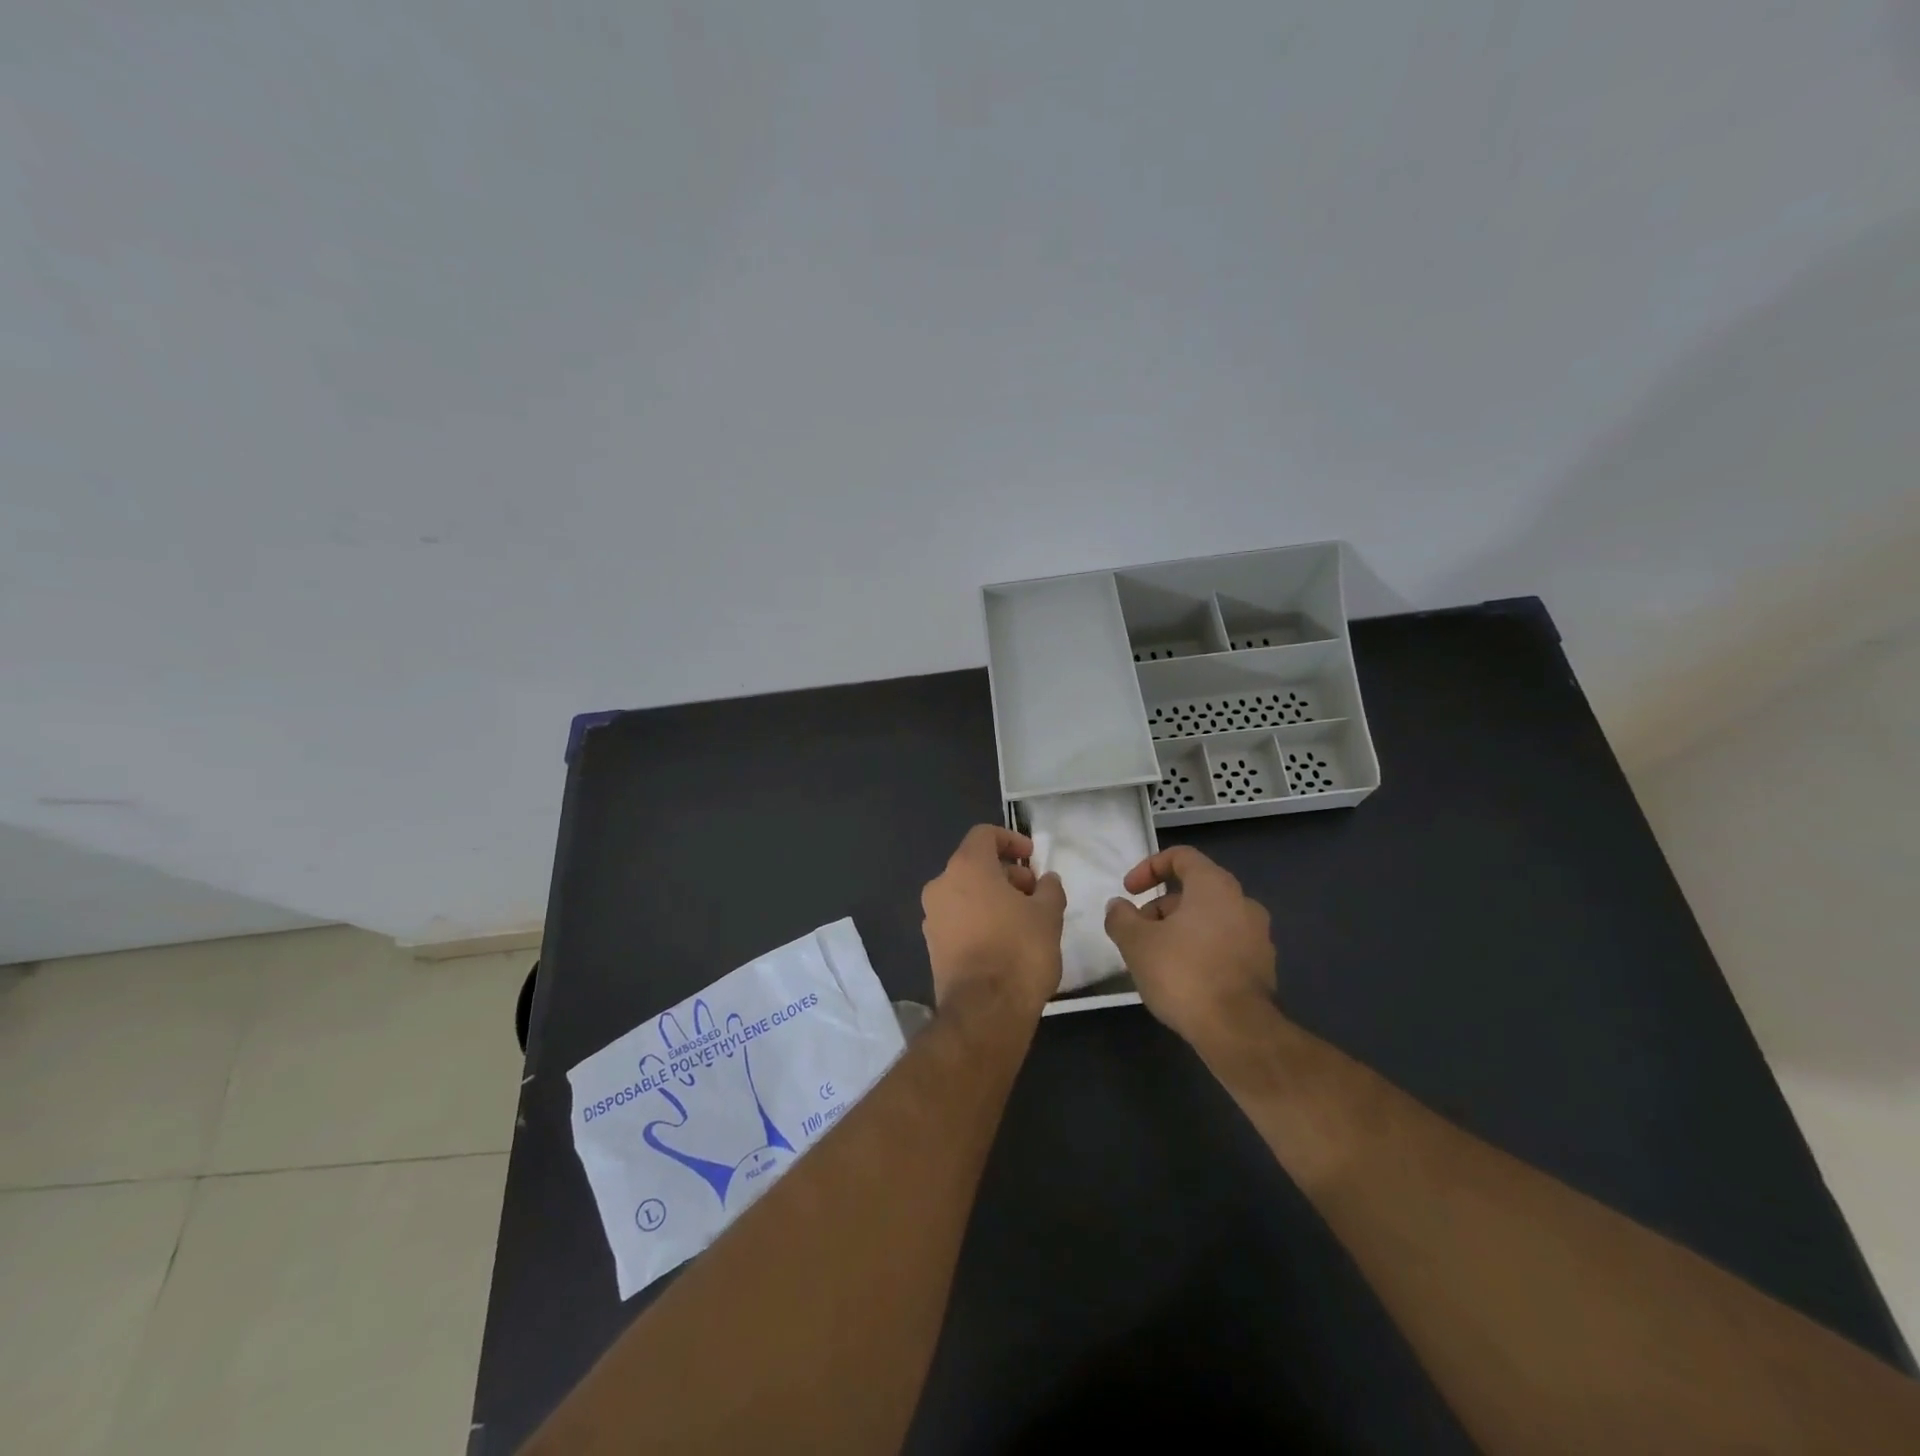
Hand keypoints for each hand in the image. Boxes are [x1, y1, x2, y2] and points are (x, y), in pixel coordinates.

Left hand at [921, 825, 1065, 1014]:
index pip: (984, 835)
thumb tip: (1046, 880)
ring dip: (993, 897)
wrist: (985, 1011)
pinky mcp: (932, 946)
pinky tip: (1005, 941)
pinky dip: (980, 919)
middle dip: (1006, 874)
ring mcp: (932, 917)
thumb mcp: (1048, 914)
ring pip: (965, 893)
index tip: (1032, 857)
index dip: (1011, 840)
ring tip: (1024, 919)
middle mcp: (941, 885)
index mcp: (966, 867)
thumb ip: (1049, 889)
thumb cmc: (1019, 950)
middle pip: (974, 865)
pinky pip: (958, 919)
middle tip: (1034, 893)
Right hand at [1103, 845, 1275, 1049]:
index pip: (1181, 856)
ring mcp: (1258, 936)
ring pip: (1209, 919)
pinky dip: (1200, 950)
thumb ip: (1121, 917)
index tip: (1129, 891)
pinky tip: (1182, 978)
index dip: (1149, 867)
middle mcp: (1243, 902)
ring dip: (1179, 930)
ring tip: (1155, 959)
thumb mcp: (1136, 943)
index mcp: (1215, 886)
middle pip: (1194, 890)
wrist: (1238, 1031)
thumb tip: (1118, 906)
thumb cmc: (1183, 973)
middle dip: (1160, 907)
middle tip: (1137, 932)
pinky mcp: (1262, 967)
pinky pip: (1224, 945)